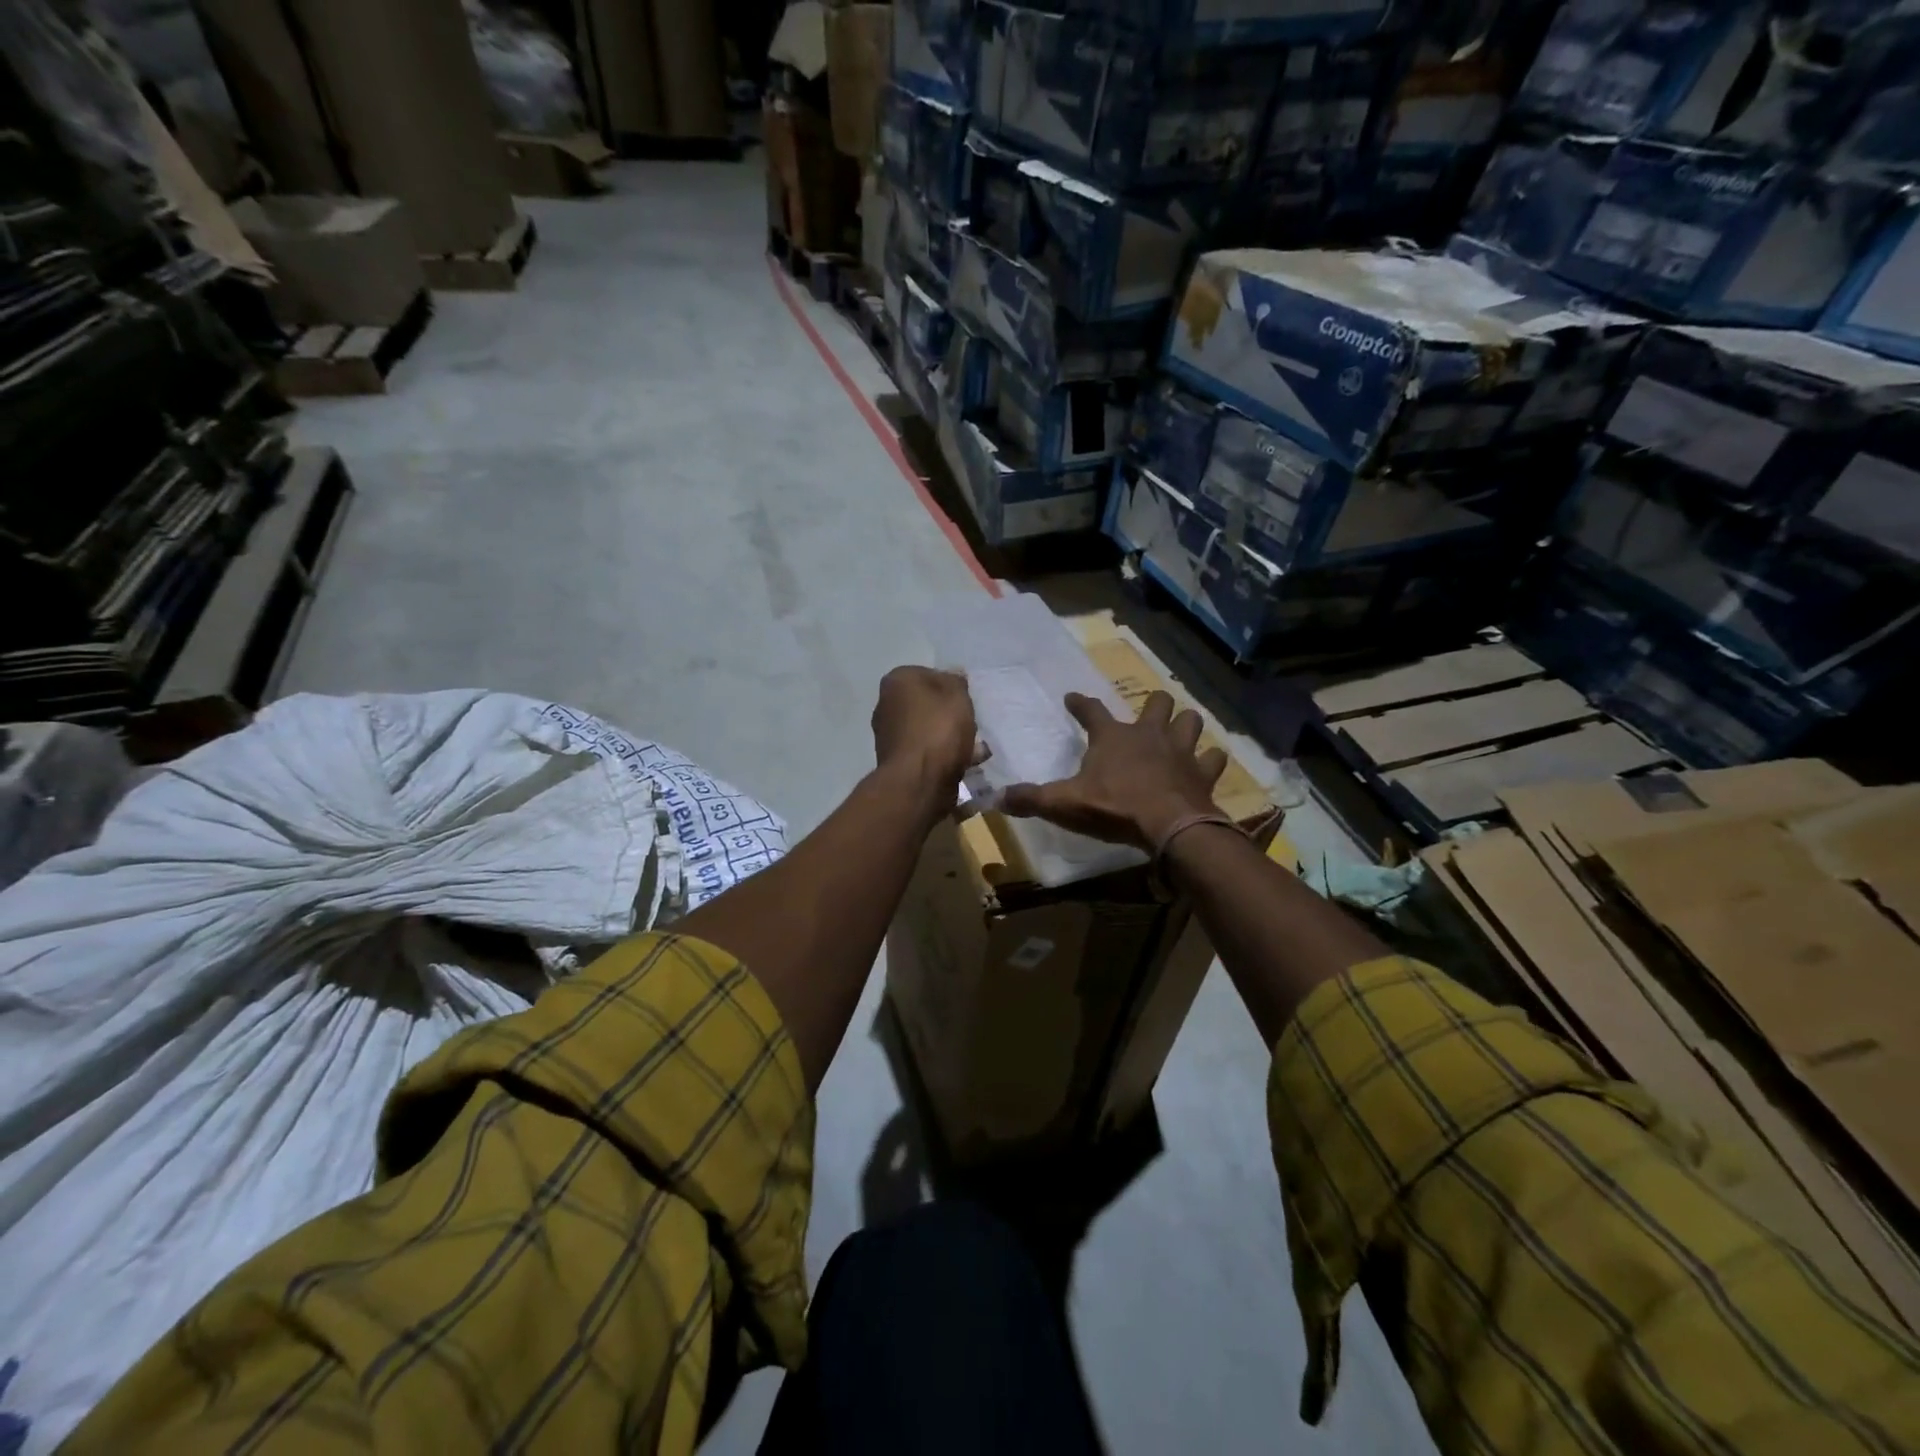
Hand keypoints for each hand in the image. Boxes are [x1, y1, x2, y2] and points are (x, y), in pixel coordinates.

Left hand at [871, 667, 977, 792]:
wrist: (918, 780)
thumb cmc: (938, 728)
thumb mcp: (957, 695)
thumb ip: (957, 681)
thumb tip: (953, 674)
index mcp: (897, 681)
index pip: (928, 674)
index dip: (951, 686)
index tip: (966, 700)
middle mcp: (886, 705)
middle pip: (927, 703)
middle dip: (949, 713)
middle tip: (971, 723)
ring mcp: (889, 735)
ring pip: (928, 729)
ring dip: (950, 737)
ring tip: (976, 748)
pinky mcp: (897, 761)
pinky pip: (926, 751)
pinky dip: (944, 755)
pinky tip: (968, 763)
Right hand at [1000, 691, 1227, 850]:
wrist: (1169, 826)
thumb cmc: (1114, 808)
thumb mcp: (1064, 804)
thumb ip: (1032, 799)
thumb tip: (996, 798)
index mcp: (1113, 737)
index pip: (1091, 710)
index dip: (1080, 703)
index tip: (1072, 697)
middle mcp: (1149, 734)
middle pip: (1157, 703)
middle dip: (1153, 704)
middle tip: (1149, 713)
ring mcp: (1181, 750)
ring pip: (1191, 721)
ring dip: (1186, 724)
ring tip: (1180, 732)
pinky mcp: (1203, 773)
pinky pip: (1214, 758)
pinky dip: (1211, 761)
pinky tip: (1206, 766)